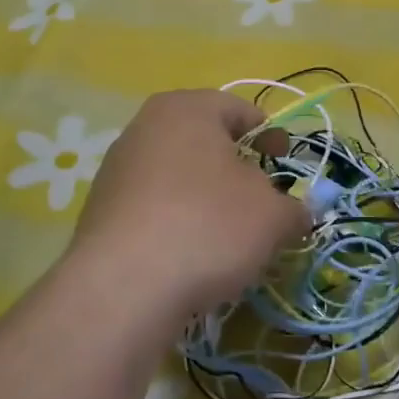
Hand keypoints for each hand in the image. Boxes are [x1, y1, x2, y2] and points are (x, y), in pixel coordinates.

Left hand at [67, 90, 308, 329]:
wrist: (122, 289)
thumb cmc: (208, 226)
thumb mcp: (273, 217)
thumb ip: (295, 208)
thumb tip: (298, 214)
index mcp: (188, 109)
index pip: (239, 109)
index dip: (269, 135)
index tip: (284, 162)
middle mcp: (145, 127)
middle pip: (204, 141)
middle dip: (236, 167)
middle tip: (261, 198)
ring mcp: (116, 169)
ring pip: (178, 175)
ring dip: (206, 196)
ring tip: (227, 233)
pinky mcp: (100, 211)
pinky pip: (153, 206)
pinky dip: (177, 221)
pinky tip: (191, 254)